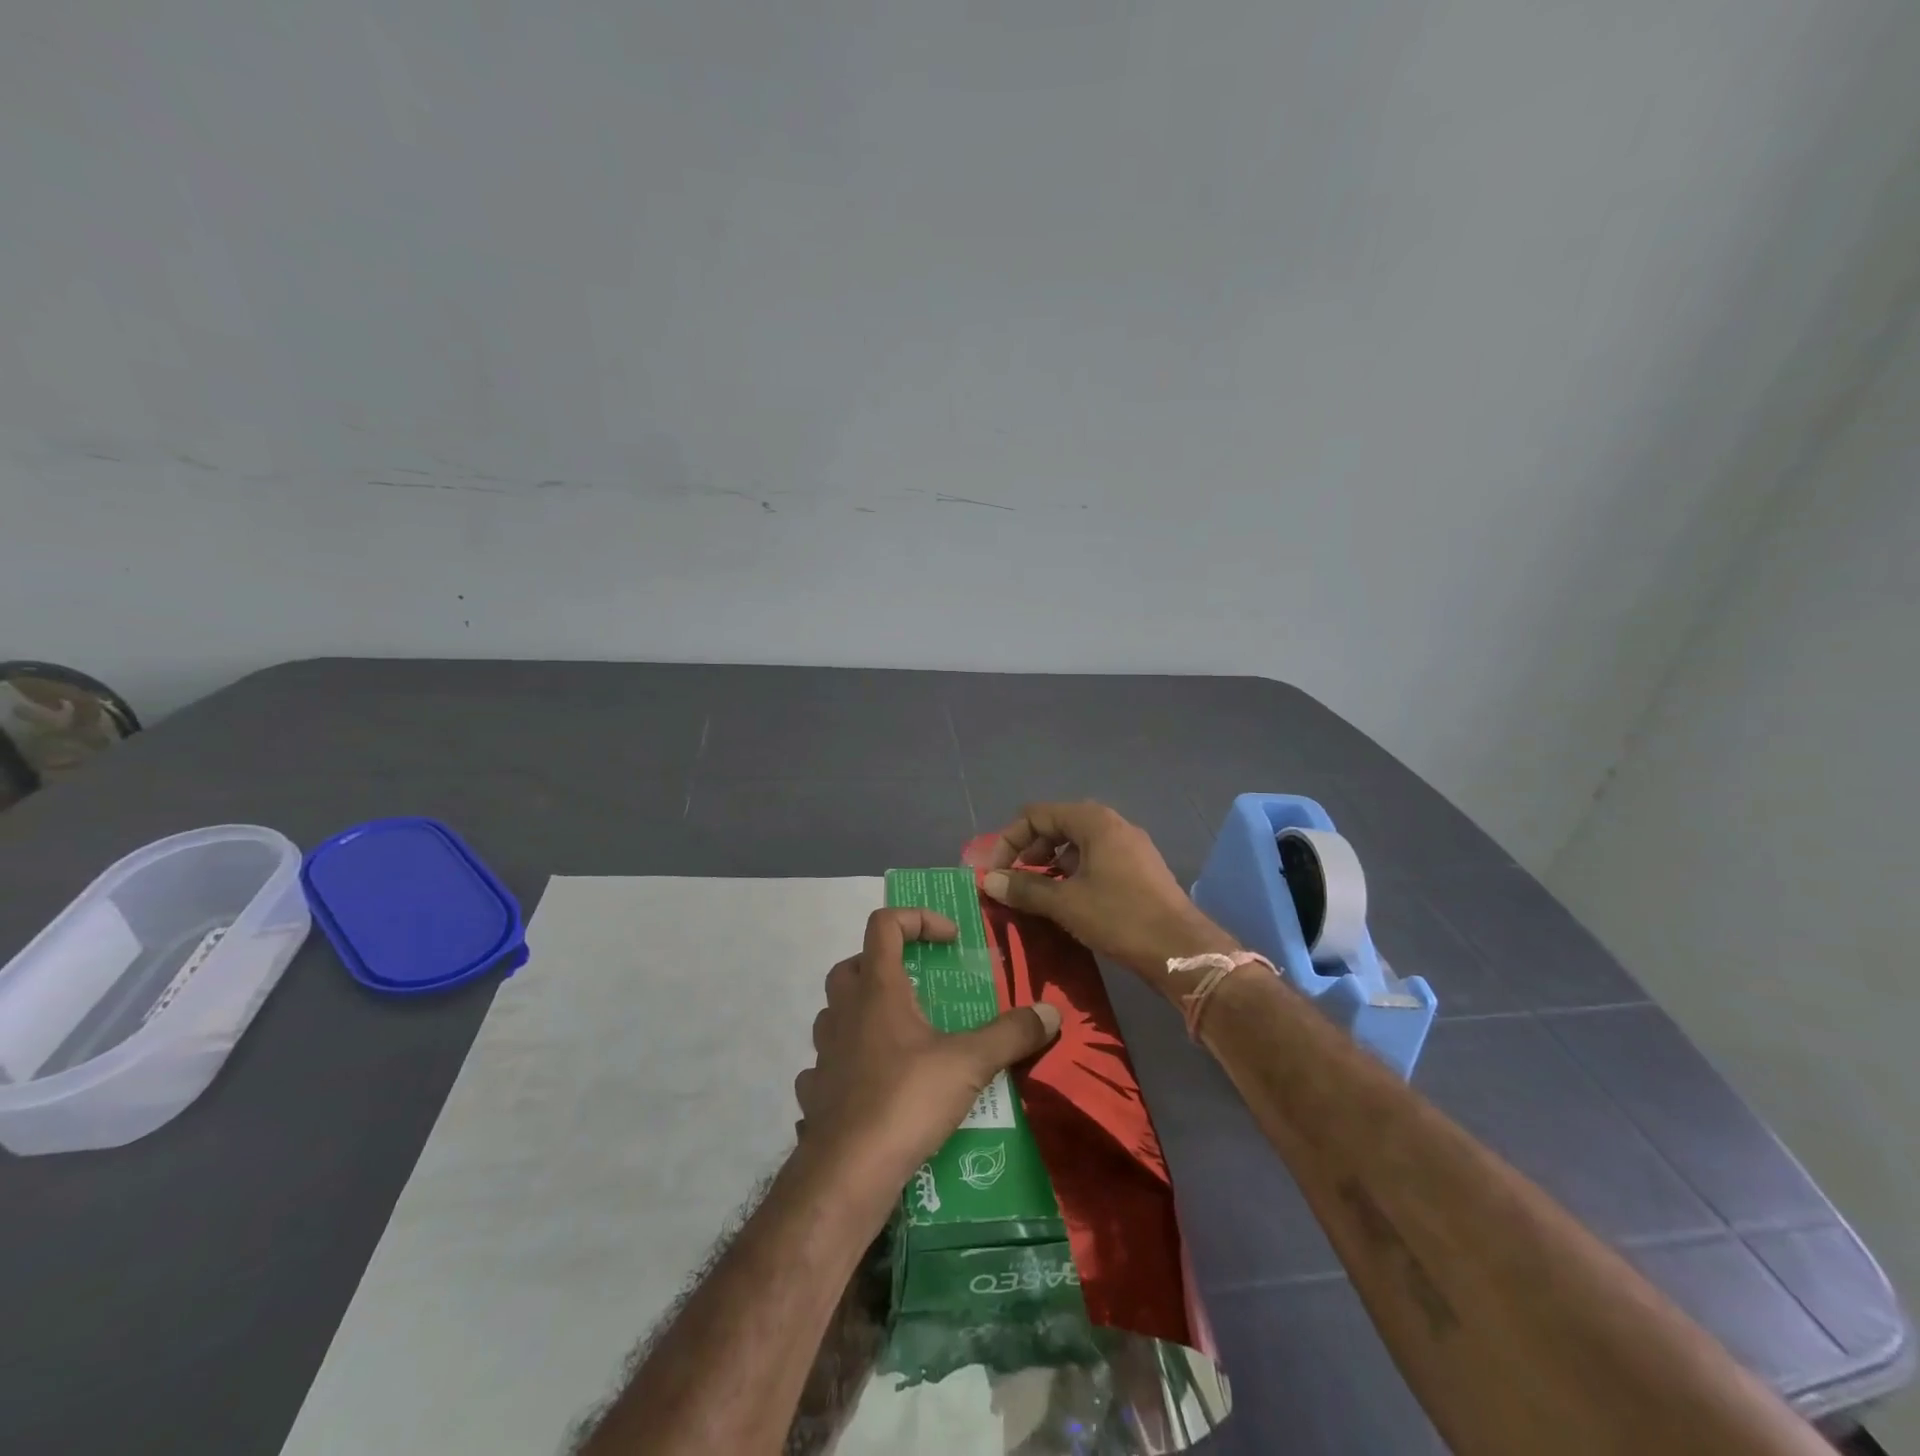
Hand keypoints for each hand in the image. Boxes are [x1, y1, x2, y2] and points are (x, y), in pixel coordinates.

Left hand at [793, 907, 1059, 1197]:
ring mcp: (824, 1052)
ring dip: (864, 1012)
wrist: (846, 1175)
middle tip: (919, 986)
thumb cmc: (906, 1100)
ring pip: (836, 1012)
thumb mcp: (970, 1063)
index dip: (917, 919)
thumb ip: (1011, 1034)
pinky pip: (827, 1062)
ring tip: (901, 1035)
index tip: (950, 941)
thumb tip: (1051, 1012)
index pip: (884, 924)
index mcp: (877, 990)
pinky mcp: (815, 1092)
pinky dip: (849, 1061)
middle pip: (854, 964)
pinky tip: (874, 1083)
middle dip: (886, 964)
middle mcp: (844, 1011)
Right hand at [981, 801, 1237, 983]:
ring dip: (1050, 863)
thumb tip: (988, 880)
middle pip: (1057, 824)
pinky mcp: (1139, 869)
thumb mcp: (1065, 903)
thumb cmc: (1120, 917)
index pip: (1037, 815)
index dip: (1009, 840)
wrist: (1181, 950)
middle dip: (1029, 850)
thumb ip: (1025, 888)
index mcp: (1094, 821)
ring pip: (1077, 843)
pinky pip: (1095, 859)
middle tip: (1013, 880)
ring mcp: (1130, 846)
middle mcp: (1113, 825)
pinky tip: (1066, 900)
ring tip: (1035, 892)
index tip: (994, 871)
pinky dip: (1073, 872)